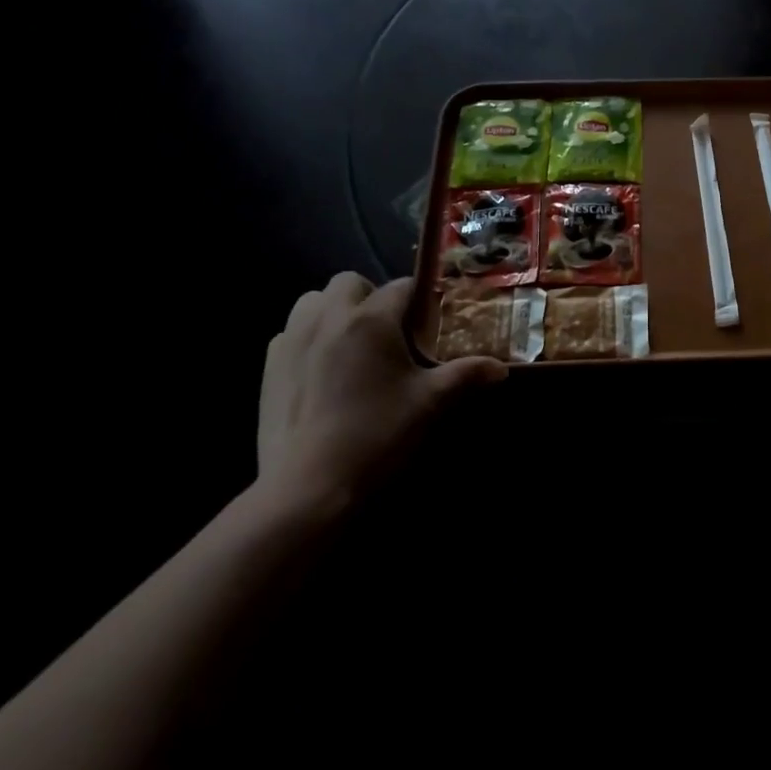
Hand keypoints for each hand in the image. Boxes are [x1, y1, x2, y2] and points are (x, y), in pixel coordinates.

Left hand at [255, 273, 504, 514]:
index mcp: (371, 319)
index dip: (421, 298)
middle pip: (350, 282)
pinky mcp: (269, 366)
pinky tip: (321, 371)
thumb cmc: (376, 436)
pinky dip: (308, 338)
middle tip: (389, 332)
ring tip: (351, 343)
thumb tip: (500, 369)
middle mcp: (329, 317)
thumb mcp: (429, 404)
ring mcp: (292, 340)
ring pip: (313, 301)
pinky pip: (290, 333)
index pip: (402, 286)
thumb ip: (465, 376)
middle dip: (371, 296)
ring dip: (334, 310)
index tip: (432, 318)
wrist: (308, 487)